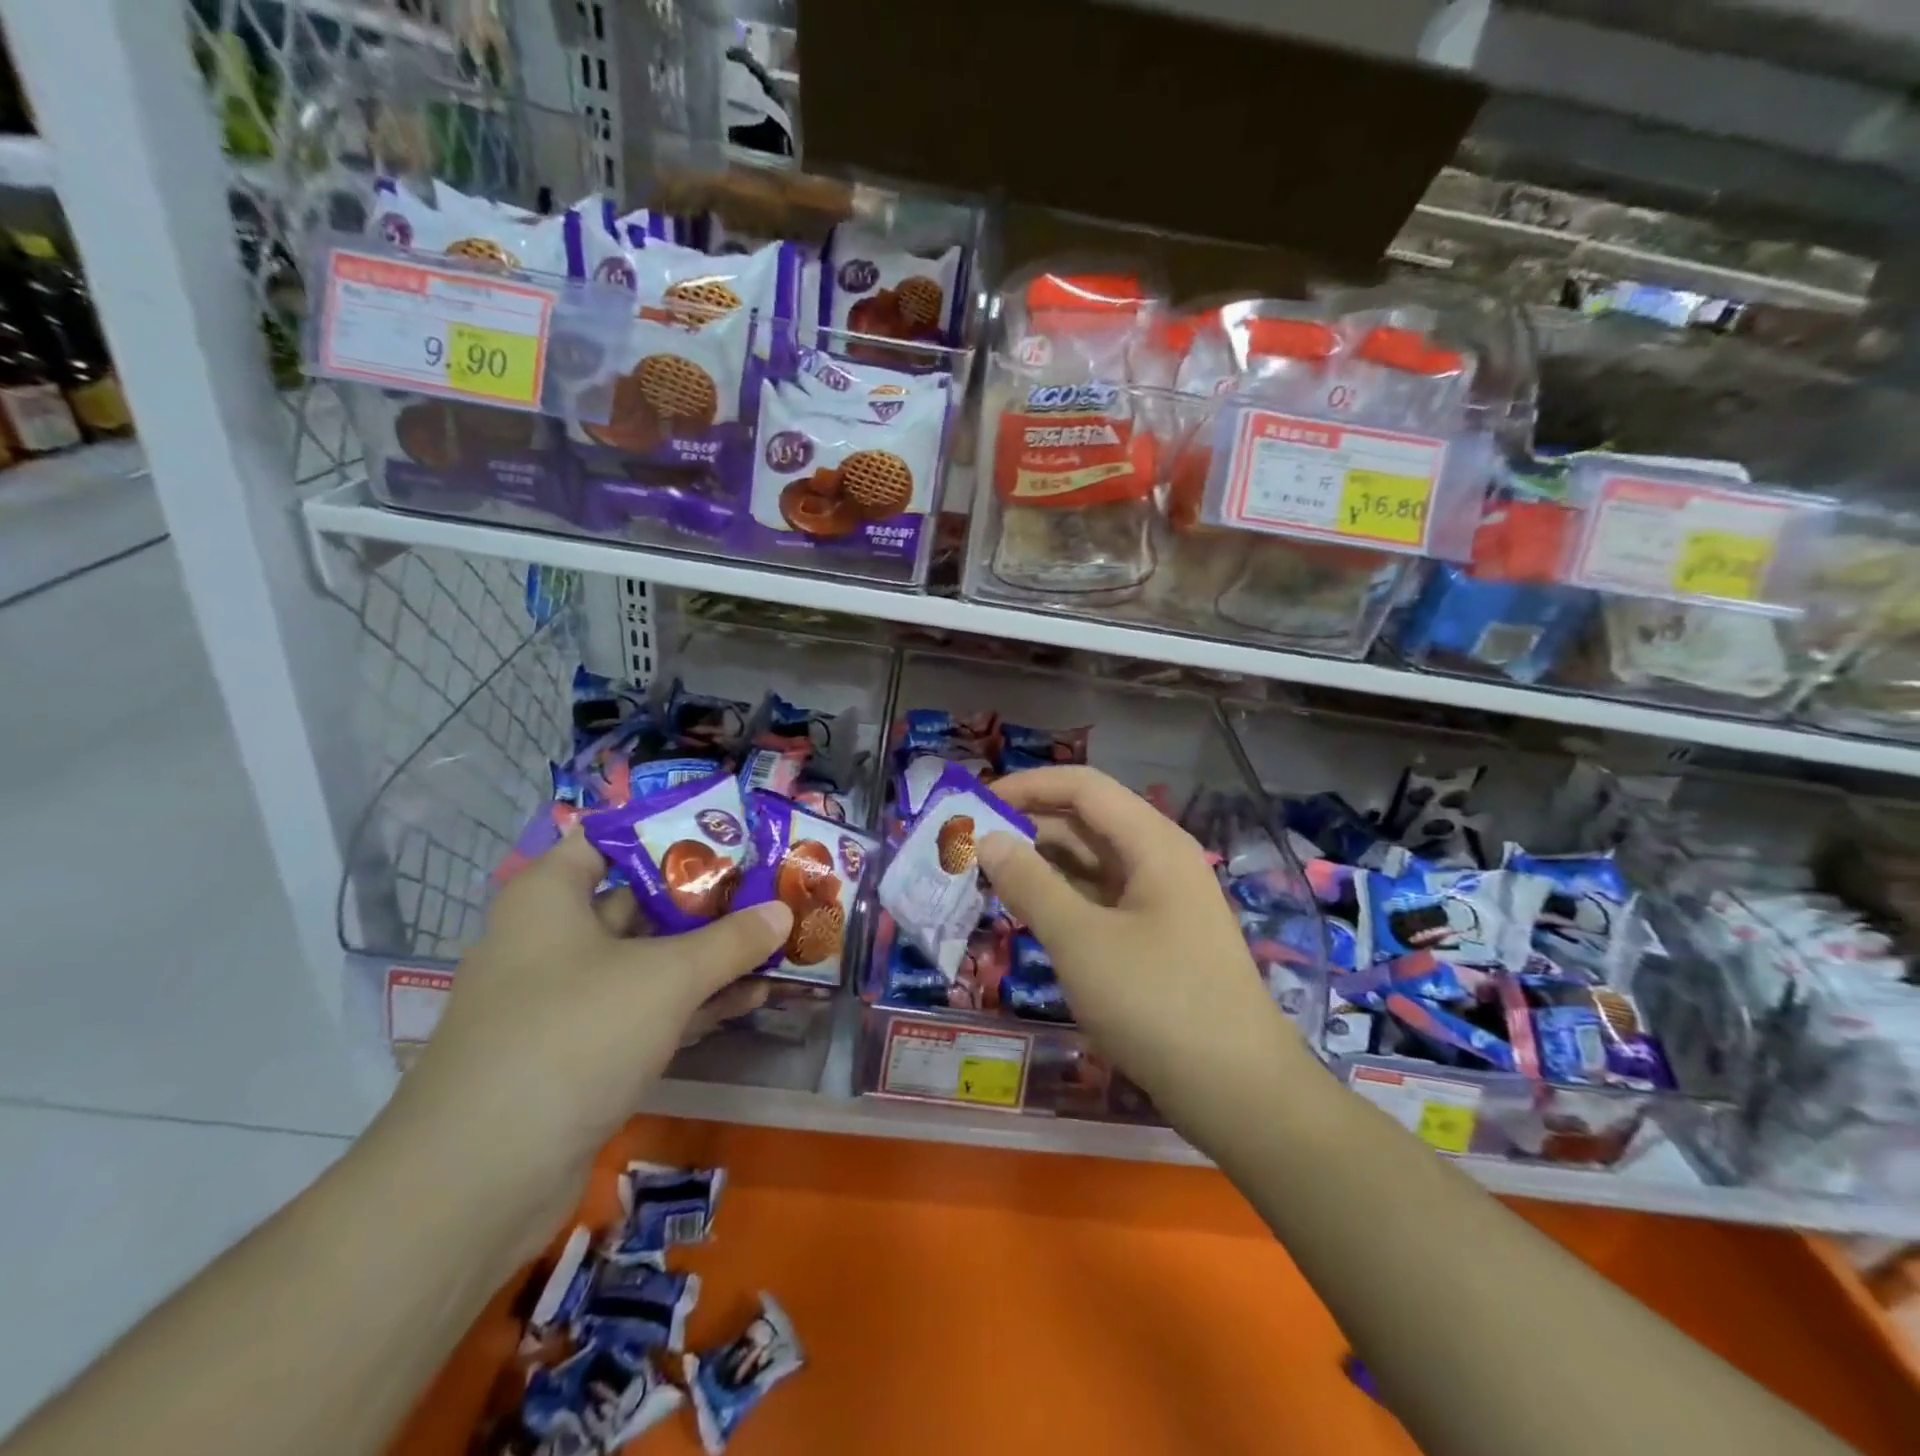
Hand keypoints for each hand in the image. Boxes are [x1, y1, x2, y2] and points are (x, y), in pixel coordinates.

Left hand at [377, 827, 790, 1230]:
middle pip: (640, 900)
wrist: (475, 1183)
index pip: (611, 838)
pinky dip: (692, 1002)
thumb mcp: (665, 978)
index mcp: (551, 897)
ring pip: (648, 960)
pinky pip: (644, 1009)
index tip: (730, 834)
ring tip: (775, 944)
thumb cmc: (571, 1038)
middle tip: (770, 888)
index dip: (670, 831)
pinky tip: (748, 999)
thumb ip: (731, 941)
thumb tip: (783, 910)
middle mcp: (552, 938)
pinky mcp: (578, 1052)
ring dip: (709, 955)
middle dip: (708, 899)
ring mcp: (563, 999)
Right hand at [977, 767, 1304, 1131]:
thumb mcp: (1081, 940)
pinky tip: (1028, 912)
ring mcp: (1160, 899)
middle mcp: (1159, 858)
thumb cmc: (1157, 1002)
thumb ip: (1030, 883)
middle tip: (969, 848)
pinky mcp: (1156, 936)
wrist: (1238, 1090)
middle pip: (1086, 821)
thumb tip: (987, 839)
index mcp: (1152, 842)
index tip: (975, 804)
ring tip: (988, 878)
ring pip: (1092, 862)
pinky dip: (1062, 898)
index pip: (1082, 787)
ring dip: (1042, 864)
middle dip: (1028, 827)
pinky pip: (1101, 899)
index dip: (1027, 786)